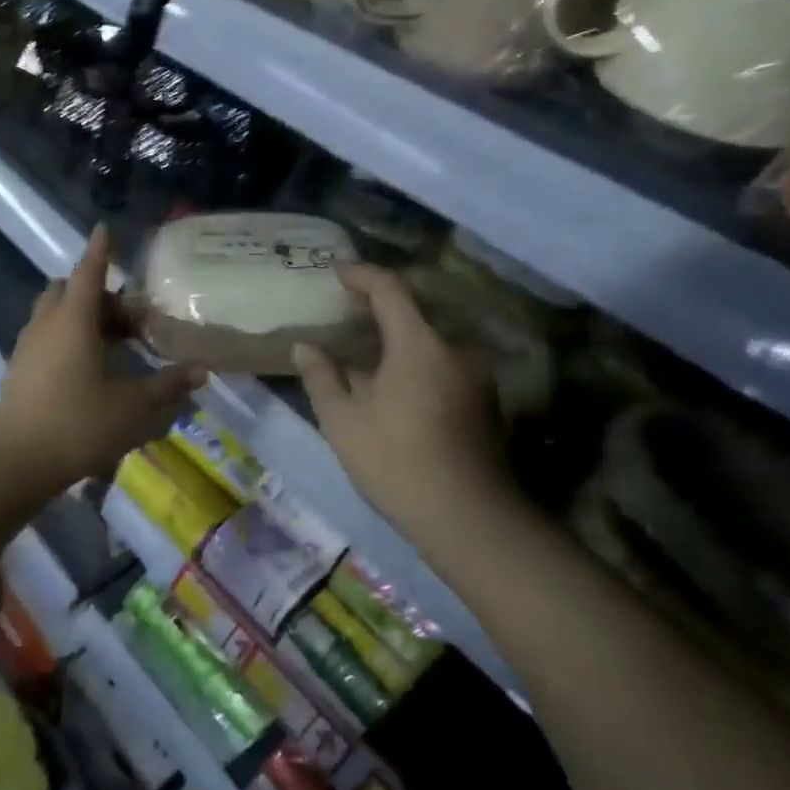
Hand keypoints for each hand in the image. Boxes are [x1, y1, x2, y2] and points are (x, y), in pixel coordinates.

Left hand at [0, 225, 204, 493]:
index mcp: (75, 320)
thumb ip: (168, 385)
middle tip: (129, 318)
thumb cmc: (78, 424)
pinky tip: (88, 366)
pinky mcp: (19, 368)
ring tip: (112, 342)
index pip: (90, 272)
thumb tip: (200, 369)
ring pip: (55, 313)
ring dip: (82, 316)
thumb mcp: (133, 407)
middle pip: (70, 290)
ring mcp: (28, 345)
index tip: (105, 229)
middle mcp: (47, 323)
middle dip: (99, 293)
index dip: (101, 250)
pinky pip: (46, 335)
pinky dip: (67, 336)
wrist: (15, 461)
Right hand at [294, 264, 513, 530]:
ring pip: (429, 339)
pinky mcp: (483, 400)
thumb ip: (321, 376)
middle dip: (378, 307)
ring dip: (397, 337)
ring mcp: (475, 375)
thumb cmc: (396, 461)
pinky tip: (391, 383)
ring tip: (364, 351)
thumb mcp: (343, 420)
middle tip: (345, 312)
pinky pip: (442, 362)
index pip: (390, 288)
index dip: (361, 275)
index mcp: (419, 343)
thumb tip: (306, 347)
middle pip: (414, 310)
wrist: (468, 518)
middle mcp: (454, 348)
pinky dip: (414, 359)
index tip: (336, 272)